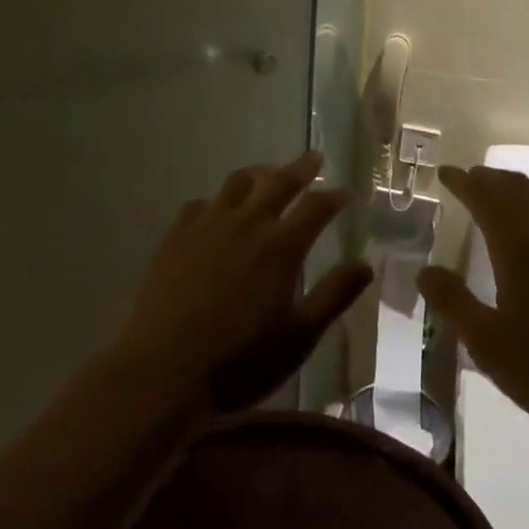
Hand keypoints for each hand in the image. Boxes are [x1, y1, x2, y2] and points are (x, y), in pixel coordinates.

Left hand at [113, 151, 373, 414]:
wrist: (163, 370)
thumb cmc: (239, 361)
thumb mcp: (298, 337)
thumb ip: (333, 296)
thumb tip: (366, 264)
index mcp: (281, 246)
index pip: (315, 207)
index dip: (333, 197)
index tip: (344, 192)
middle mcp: (247, 223)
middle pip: (279, 182)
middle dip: (301, 168)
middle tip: (314, 158)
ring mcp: (208, 224)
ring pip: (238, 183)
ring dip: (259, 173)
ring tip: (267, 174)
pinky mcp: (177, 234)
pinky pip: (200, 203)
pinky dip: (216, 202)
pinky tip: (216, 211)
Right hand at [418, 165, 528, 439]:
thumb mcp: (490, 347)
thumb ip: (454, 304)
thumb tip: (424, 271)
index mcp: (520, 247)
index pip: (485, 198)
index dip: (464, 182)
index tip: (446, 173)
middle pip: (518, 190)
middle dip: (491, 179)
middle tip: (473, 178)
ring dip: (521, 190)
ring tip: (507, 194)